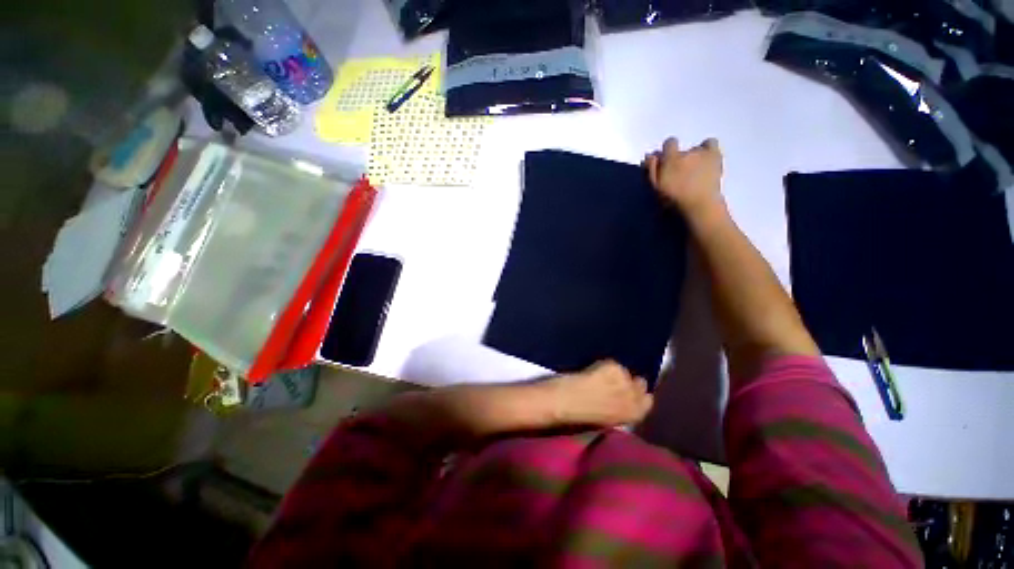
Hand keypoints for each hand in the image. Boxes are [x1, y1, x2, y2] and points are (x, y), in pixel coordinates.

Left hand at [548, 361, 653, 427]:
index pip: (648, 401)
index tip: (627, 391)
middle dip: (628, 381)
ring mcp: (625, 381)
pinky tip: (590, 371)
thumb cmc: (580, 418)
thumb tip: (622, 398)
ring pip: (624, 371)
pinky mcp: (614, 368)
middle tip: (612, 380)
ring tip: (597, 376)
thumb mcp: (607, 420)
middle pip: (640, 383)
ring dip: (614, 373)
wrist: (565, 403)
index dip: (637, 395)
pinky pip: (611, 363)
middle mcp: (635, 398)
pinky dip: (602, 366)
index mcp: (634, 416)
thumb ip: (620, 409)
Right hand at [644, 137, 724, 221]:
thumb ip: (651, 170)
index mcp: (670, 159)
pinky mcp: (716, 156)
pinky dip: (709, 149)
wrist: (699, 206)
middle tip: (680, 173)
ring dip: (695, 155)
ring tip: (695, 170)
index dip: (667, 152)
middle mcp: (687, 152)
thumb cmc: (673, 200)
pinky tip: (707, 161)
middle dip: (681, 157)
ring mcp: (704, 153)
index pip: (669, 143)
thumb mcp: (656, 187)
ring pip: (698, 147)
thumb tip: (650, 155)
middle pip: (683, 149)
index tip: (666, 164)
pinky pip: (711, 144)